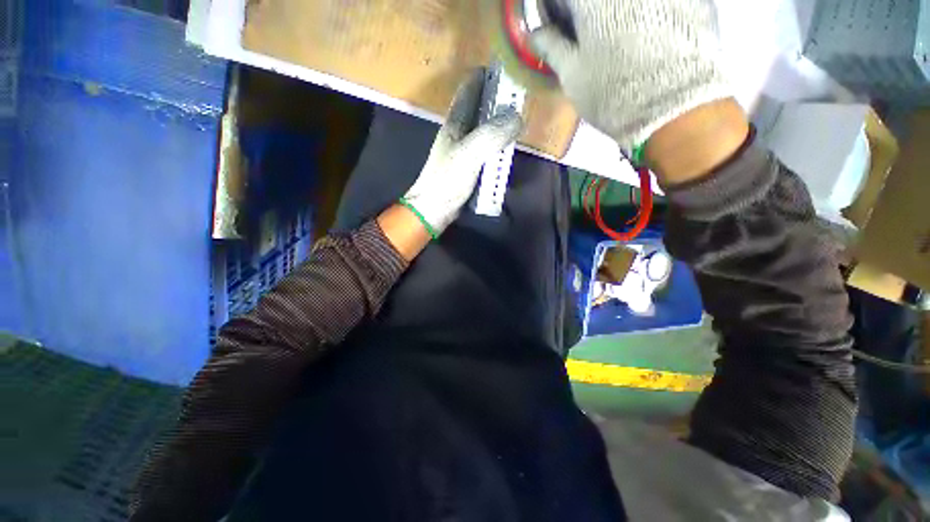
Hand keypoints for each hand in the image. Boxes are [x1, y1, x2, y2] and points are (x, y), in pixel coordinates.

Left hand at [401, 69, 523, 236]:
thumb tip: (517, 117)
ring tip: (519, 119)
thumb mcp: (469, 154)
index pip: (469, 89)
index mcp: (455, 122)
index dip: (485, 76)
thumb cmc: (448, 180)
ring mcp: (463, 150)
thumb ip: (492, 134)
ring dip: (500, 123)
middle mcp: (459, 132)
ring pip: (484, 129)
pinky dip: (498, 144)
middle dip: (498, 100)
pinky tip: (508, 147)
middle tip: (521, 97)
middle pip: (479, 108)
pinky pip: (486, 149)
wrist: (434, 209)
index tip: (506, 70)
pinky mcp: (468, 166)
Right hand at [530, 0, 729, 149]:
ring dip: (610, 16)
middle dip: (581, 12)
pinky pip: (651, 6)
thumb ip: (551, 47)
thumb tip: (535, 35)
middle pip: (592, 1)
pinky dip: (639, 15)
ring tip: (611, 38)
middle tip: (582, 34)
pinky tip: (639, 35)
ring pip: (622, 6)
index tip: (553, 26)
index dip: (553, 9)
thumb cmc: (613, 92)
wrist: (675, 107)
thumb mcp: (572, 74)